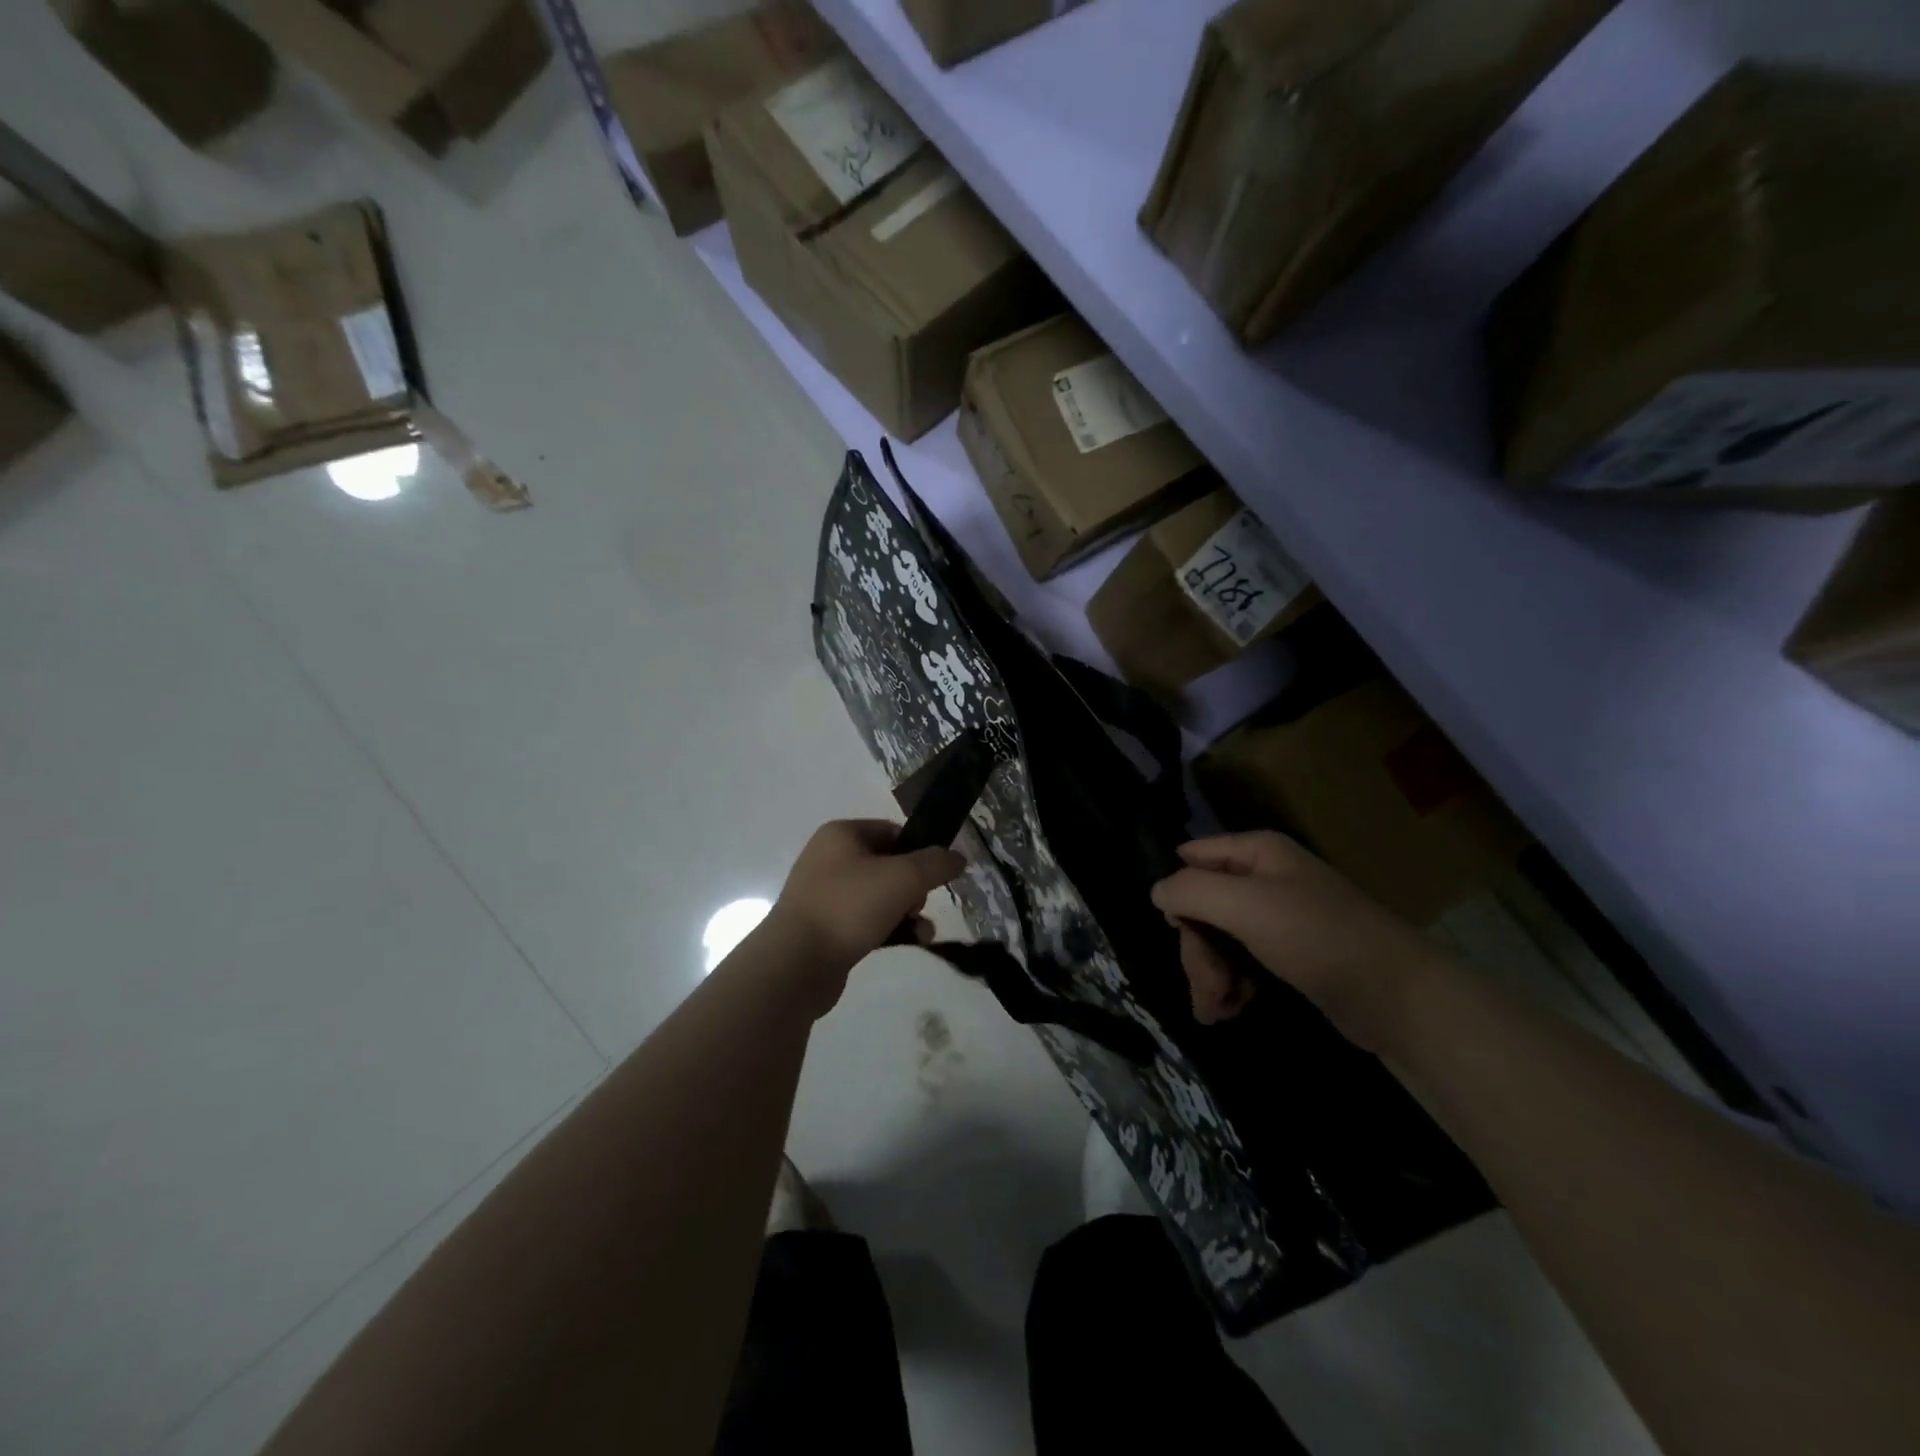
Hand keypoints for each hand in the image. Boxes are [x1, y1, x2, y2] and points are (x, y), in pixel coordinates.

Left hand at [768, 820, 964, 994]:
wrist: (796, 964)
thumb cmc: (849, 907)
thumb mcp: (903, 877)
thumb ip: (936, 863)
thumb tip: (958, 857)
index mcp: (841, 835)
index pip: (892, 831)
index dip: (919, 850)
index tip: (938, 874)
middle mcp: (830, 859)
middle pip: (889, 865)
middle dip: (914, 888)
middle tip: (919, 905)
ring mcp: (826, 896)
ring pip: (881, 896)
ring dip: (908, 912)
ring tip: (923, 932)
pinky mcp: (827, 929)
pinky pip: (868, 922)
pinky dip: (891, 930)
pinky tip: (911, 943)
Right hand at [1151, 831, 1447, 1052]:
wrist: (1398, 997)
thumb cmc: (1318, 938)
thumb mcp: (1246, 905)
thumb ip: (1191, 891)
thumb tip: (1157, 892)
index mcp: (1257, 852)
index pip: (1193, 857)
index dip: (1178, 891)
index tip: (1179, 930)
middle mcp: (1264, 878)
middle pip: (1203, 905)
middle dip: (1197, 950)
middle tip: (1206, 990)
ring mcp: (1277, 917)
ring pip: (1218, 938)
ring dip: (1210, 975)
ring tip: (1217, 1011)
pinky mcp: (1289, 954)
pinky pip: (1241, 961)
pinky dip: (1231, 985)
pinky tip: (1232, 1010)